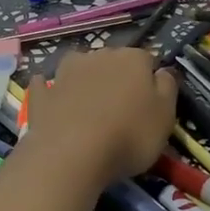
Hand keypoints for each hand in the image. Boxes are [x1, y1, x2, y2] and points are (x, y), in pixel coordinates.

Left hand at [22, 47, 178, 187]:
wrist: (71, 155)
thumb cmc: (129, 136)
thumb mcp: (166, 116)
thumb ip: (167, 88)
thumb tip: (163, 72)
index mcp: (133, 59)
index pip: (147, 60)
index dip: (150, 80)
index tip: (151, 103)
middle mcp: (99, 56)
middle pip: (113, 61)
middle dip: (117, 78)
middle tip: (122, 108)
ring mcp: (66, 72)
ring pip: (80, 67)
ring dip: (85, 78)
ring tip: (89, 105)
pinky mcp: (42, 93)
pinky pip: (47, 85)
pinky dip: (50, 89)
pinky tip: (51, 98)